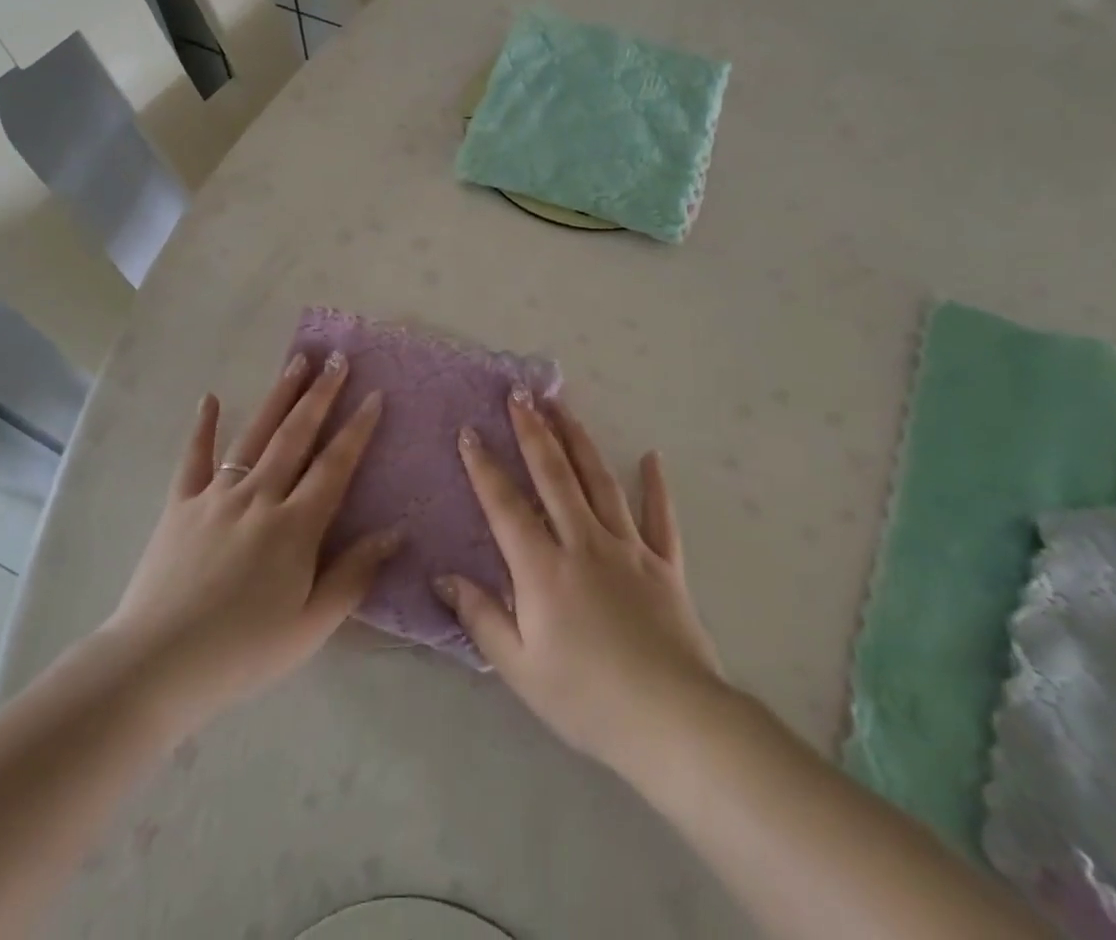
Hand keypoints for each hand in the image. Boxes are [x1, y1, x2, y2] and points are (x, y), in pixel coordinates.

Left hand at [100, 351, 401, 726]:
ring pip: (254, 435)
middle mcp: (259, 497)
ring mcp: (216, 496)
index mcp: (295, 526)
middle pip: (296, 436)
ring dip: (278, 396)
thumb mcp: (310, 626)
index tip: (374, 395)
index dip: (357, 429)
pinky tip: (208, 398)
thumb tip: (395, 533)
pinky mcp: (179, 505)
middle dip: (321, 394)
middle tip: (337, 358)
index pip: (334, 466)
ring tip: (296, 361)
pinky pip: (193, 458)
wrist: (156, 665)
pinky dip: (201, 427)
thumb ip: (353, 575)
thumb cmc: (242, 651)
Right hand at [434, 390, 722, 775]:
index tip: (470, 431)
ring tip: (563, 406)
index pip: (506, 505)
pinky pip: (661, 517)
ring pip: (599, 481)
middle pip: (554, 475)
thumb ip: (481, 617)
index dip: (484, 467)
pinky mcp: (665, 564)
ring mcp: (629, 549)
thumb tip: (443, 577)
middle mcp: (584, 543)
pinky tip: (651, 456)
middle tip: (520, 394)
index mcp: (543, 569)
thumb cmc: (587, 699)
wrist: (672, 722)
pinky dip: (656, 485)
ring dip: (578, 440)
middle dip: (533, 431)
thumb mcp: (520, 668)